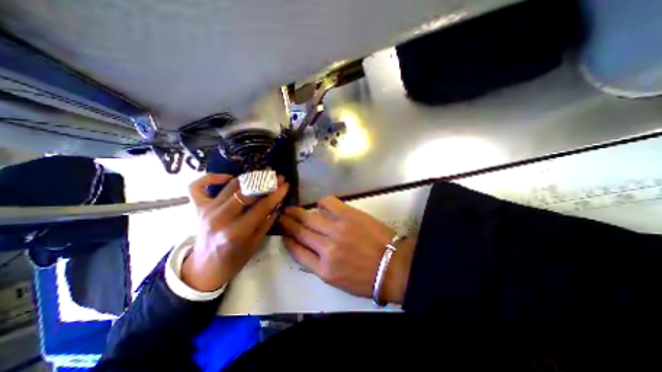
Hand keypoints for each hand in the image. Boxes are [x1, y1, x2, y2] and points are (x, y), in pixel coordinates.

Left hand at [179, 173, 286, 291]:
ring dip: (249, 178)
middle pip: (246, 192)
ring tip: (262, 176)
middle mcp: (220, 218)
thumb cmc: (233, 260)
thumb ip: (267, 221)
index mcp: (236, 232)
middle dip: (265, 182)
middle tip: (277, 178)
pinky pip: (199, 186)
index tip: (286, 184)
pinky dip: (212, 177)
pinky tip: (228, 178)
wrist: (204, 269)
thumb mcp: (255, 243)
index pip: (262, 207)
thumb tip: (278, 203)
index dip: (276, 194)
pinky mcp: (197, 207)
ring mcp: (206, 210)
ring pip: (230, 186)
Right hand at [282, 197, 414, 302]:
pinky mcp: (349, 215)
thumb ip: (320, 266)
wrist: (394, 266)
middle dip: (288, 223)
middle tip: (282, 216)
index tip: (283, 233)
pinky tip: (319, 204)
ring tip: (291, 208)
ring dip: (297, 212)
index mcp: (324, 269)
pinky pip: (329, 203)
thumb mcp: (338, 281)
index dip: (288, 241)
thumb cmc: (366, 278)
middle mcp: (326, 248)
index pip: (297, 252)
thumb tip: (308, 248)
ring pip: (310, 217)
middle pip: (300, 232)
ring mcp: (337, 229)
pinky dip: (321, 202)